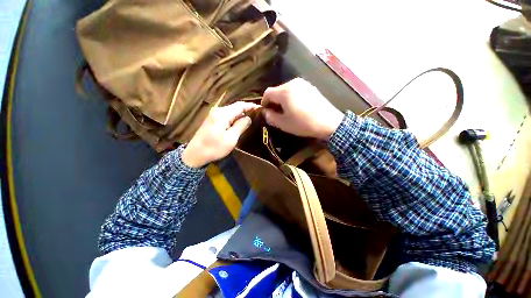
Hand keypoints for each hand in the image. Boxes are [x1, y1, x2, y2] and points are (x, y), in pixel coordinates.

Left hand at [182, 102, 259, 167]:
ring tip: (251, 117)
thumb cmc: (214, 147)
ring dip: (241, 114)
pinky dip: (235, 117)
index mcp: (223, 114)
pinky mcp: (212, 119)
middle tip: (257, 114)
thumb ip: (241, 126)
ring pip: (231, 111)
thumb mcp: (231, 138)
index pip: (240, 106)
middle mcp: (218, 111)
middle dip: (246, 109)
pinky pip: (227, 115)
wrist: (195, 154)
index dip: (250, 106)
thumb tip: (248, 118)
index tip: (260, 107)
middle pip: (235, 107)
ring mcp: (214, 114)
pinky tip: (239, 122)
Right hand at [261, 78, 343, 139]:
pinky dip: (291, 97)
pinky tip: (296, 107)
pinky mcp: (310, 87)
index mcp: (284, 91)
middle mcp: (293, 83)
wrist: (328, 122)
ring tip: (286, 111)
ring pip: (286, 90)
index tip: (266, 111)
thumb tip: (265, 112)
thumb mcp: (283, 124)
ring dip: (282, 99)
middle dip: (274, 101)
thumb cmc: (303, 124)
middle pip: (277, 90)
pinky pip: (295, 90)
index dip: (264, 102)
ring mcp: (303, 84)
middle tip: (276, 113)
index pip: (267, 93)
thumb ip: (270, 117)